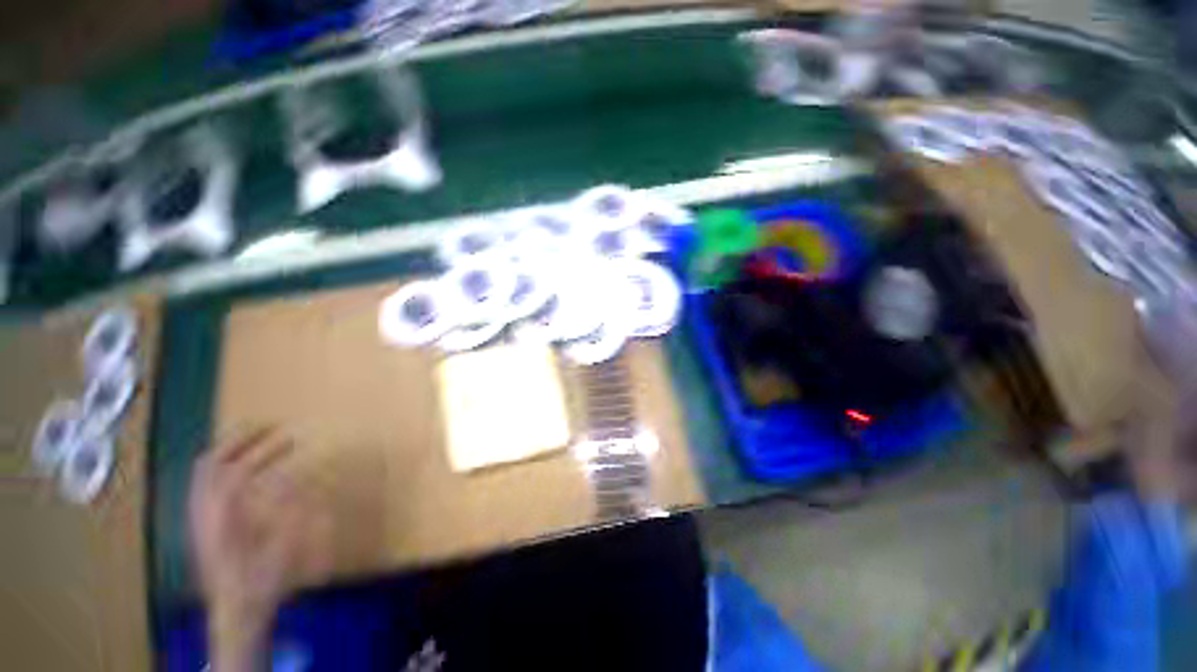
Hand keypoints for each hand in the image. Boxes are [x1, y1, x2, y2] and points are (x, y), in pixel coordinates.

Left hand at [188, 429, 330, 670]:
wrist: (234, 610)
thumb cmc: (261, 579)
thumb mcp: (283, 545)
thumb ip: (290, 508)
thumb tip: (299, 475)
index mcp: (224, 517)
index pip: (237, 470)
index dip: (264, 450)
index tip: (291, 437)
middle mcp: (204, 511)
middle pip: (211, 464)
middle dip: (239, 439)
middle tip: (268, 426)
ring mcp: (198, 516)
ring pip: (202, 472)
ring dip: (227, 449)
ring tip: (253, 438)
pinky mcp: (199, 523)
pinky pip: (202, 484)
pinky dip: (219, 467)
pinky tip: (237, 468)